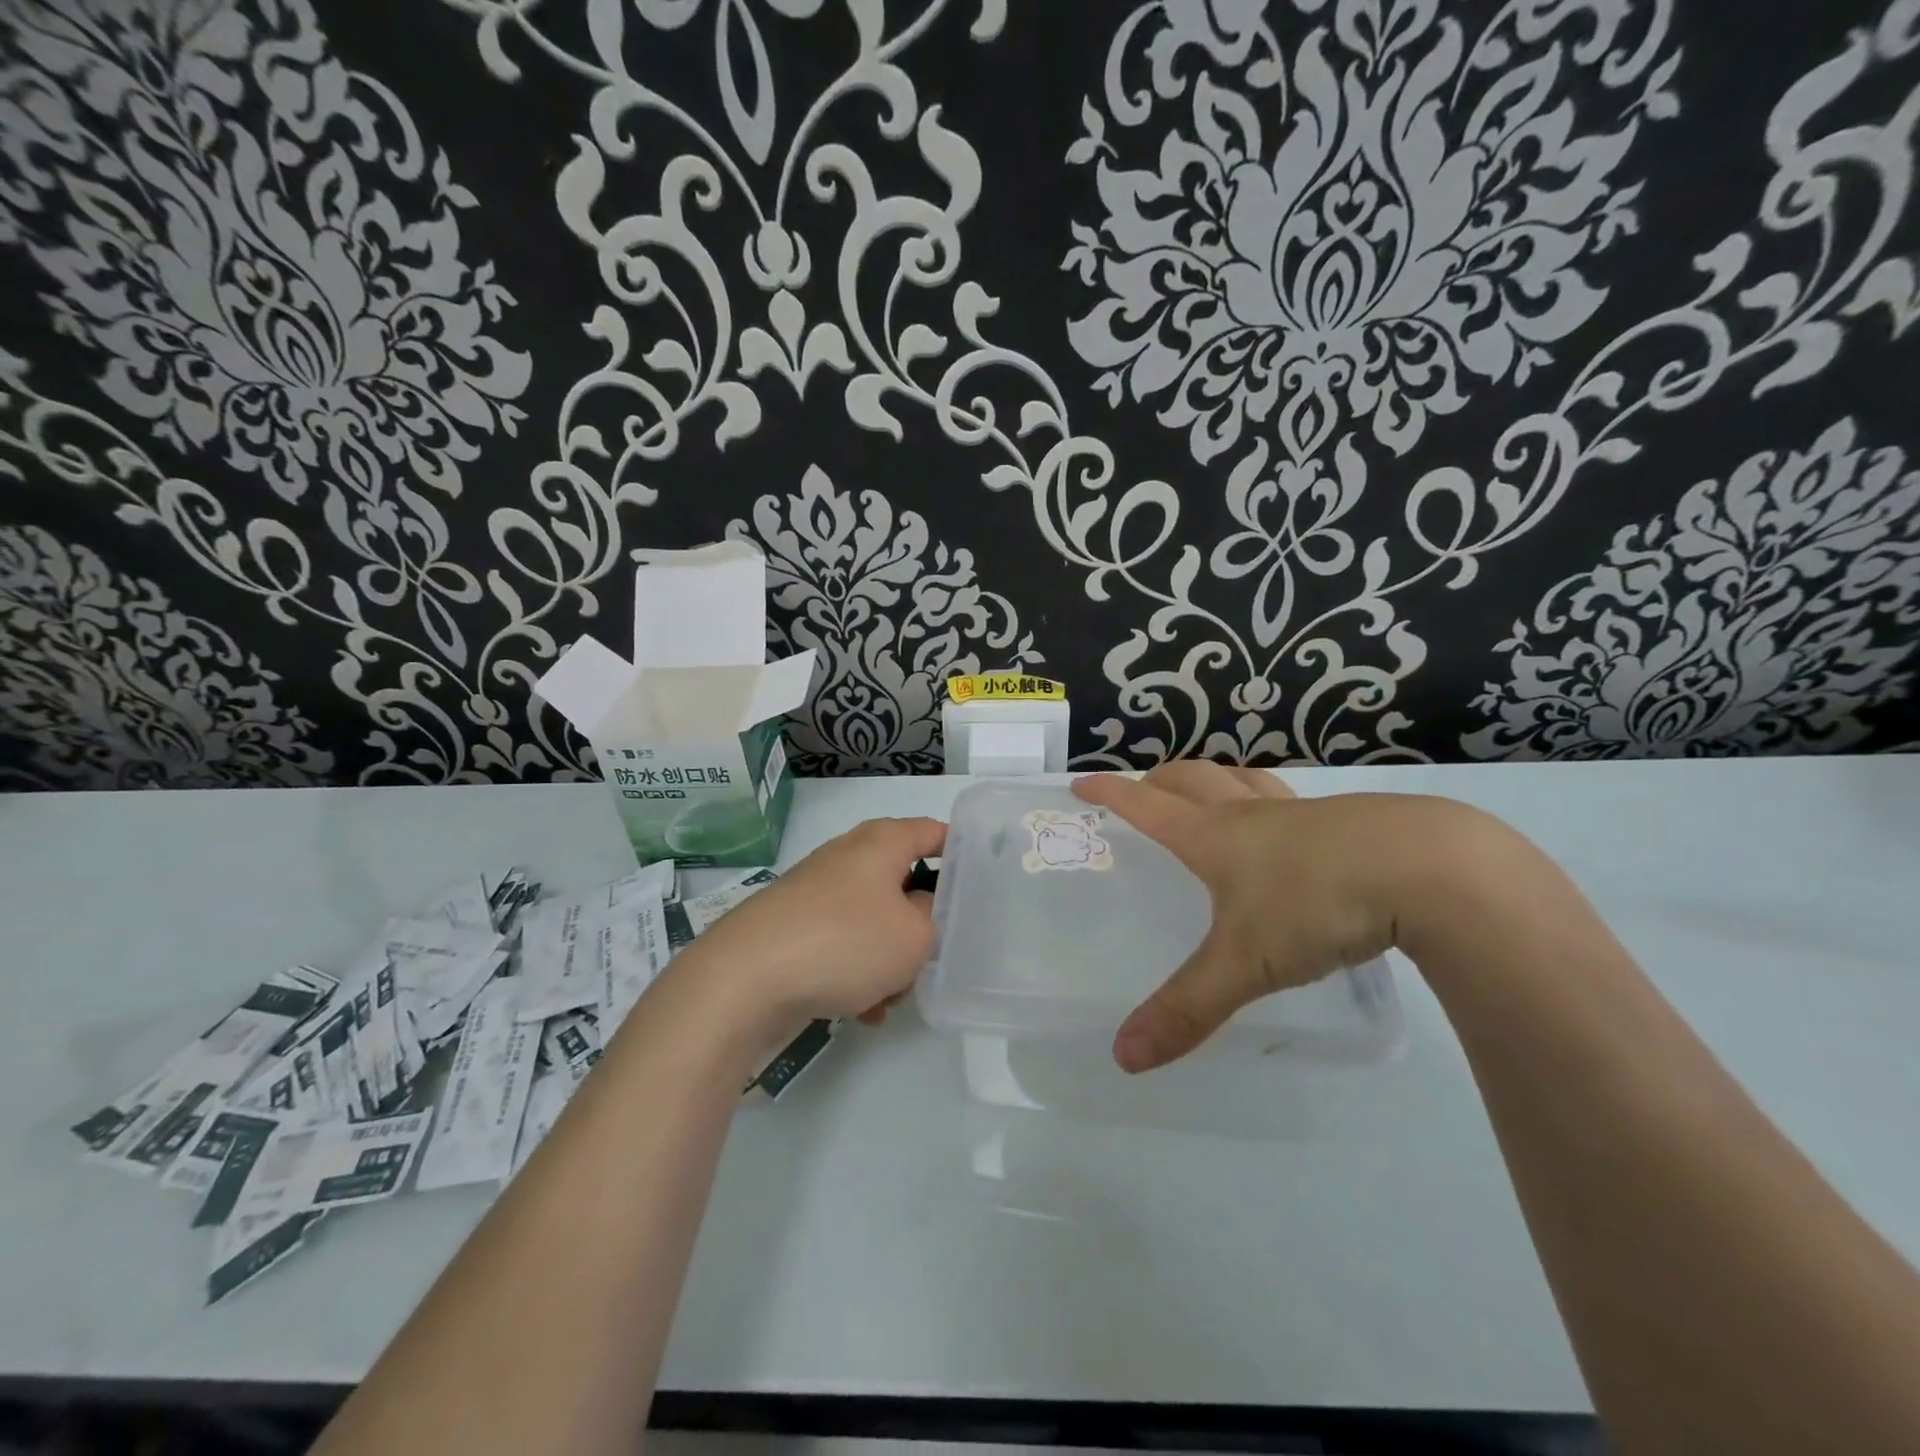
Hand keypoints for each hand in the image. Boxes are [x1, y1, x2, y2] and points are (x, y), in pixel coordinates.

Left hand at [677, 816, 945, 1026]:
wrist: (744, 980)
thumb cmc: (845, 942)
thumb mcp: (915, 935)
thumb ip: (932, 917)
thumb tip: (916, 909)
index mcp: (881, 843)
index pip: (933, 831)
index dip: (961, 851)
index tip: (982, 882)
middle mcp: (848, 857)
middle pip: (903, 884)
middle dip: (921, 925)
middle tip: (932, 957)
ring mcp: (817, 892)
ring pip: (874, 922)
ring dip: (888, 960)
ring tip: (888, 998)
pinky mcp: (795, 927)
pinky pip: (843, 945)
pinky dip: (856, 973)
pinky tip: (859, 1011)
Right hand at [1073, 764, 1476, 1072]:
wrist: (1429, 870)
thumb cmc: (1316, 905)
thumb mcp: (1245, 964)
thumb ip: (1185, 1010)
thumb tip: (1122, 1058)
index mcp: (1213, 837)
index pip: (1146, 807)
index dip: (1110, 795)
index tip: (1081, 784)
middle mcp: (1249, 814)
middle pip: (1191, 780)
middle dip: (1159, 780)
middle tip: (1142, 787)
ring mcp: (1300, 812)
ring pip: (1243, 778)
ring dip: (1215, 778)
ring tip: (1209, 790)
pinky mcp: (1347, 821)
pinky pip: (1291, 800)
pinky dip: (1269, 801)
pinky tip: (1291, 829)